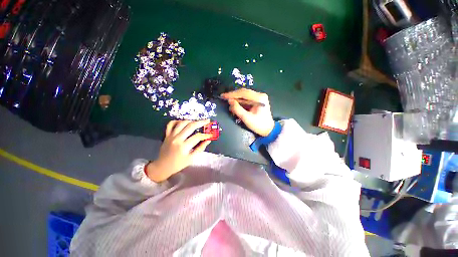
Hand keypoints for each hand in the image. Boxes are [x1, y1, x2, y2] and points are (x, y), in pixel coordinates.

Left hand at [146, 120, 211, 181]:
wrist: (163, 166)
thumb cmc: (179, 164)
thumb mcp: (192, 158)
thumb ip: (201, 148)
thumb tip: (208, 140)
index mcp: (184, 147)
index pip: (197, 137)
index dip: (205, 135)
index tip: (210, 134)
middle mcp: (177, 139)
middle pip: (190, 126)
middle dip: (201, 122)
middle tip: (207, 121)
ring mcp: (171, 136)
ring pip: (182, 123)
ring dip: (191, 121)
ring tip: (197, 122)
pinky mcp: (166, 134)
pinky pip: (171, 124)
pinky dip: (177, 121)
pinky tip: (183, 122)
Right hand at [221, 88, 274, 136]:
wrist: (268, 130)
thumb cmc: (259, 125)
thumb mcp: (247, 118)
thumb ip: (237, 109)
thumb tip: (229, 101)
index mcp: (259, 98)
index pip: (243, 93)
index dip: (232, 94)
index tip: (223, 96)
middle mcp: (260, 95)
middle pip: (244, 93)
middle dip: (234, 96)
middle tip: (224, 99)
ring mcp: (259, 98)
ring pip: (245, 96)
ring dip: (237, 100)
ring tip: (230, 105)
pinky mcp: (258, 101)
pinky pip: (247, 99)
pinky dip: (240, 103)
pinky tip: (236, 106)